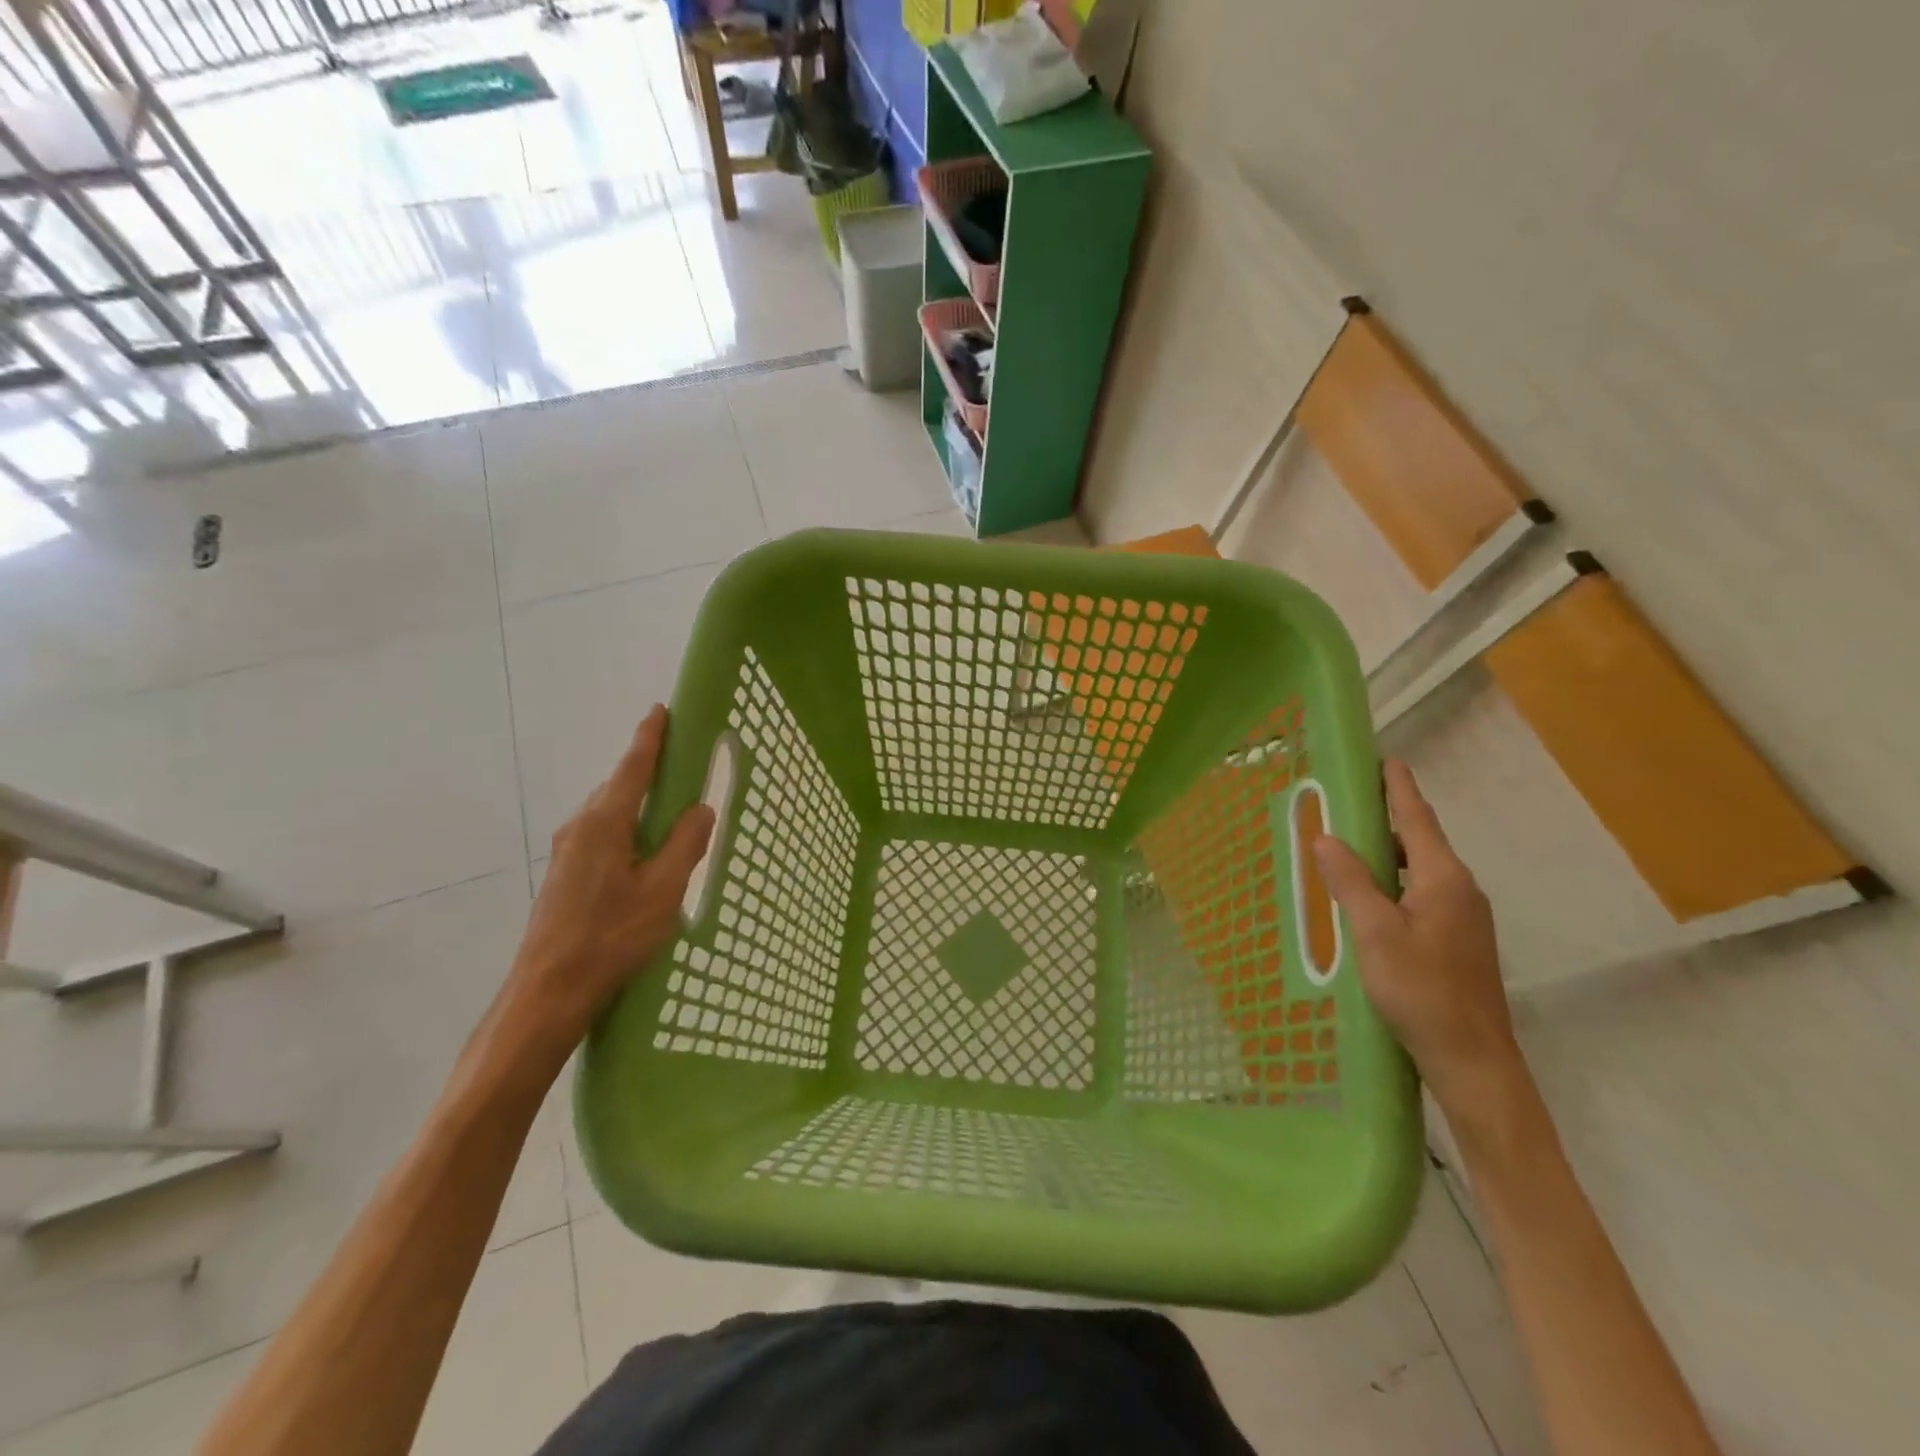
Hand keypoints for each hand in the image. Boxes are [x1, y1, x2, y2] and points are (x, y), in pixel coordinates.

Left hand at [500, 706, 714, 1059]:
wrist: (548, 990)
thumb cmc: (610, 936)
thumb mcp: (663, 889)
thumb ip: (685, 844)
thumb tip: (701, 808)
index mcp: (605, 822)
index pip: (632, 767)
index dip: (649, 737)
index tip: (660, 710)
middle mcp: (580, 826)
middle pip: (619, 785)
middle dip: (648, 769)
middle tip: (682, 765)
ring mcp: (567, 850)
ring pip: (609, 811)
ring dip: (638, 801)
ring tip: (670, 810)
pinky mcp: (564, 873)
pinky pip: (602, 832)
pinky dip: (627, 825)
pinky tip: (643, 851)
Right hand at [1313, 760, 1524, 1121]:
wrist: (1473, 1061)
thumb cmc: (1422, 991)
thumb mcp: (1375, 933)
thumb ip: (1350, 882)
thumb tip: (1326, 837)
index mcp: (1444, 879)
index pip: (1416, 818)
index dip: (1398, 787)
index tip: (1384, 758)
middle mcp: (1459, 889)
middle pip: (1418, 841)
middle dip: (1383, 819)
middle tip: (1343, 804)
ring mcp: (1462, 917)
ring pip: (1418, 870)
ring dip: (1385, 855)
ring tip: (1345, 849)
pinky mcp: (1457, 941)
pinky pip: (1420, 894)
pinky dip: (1392, 883)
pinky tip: (1367, 900)